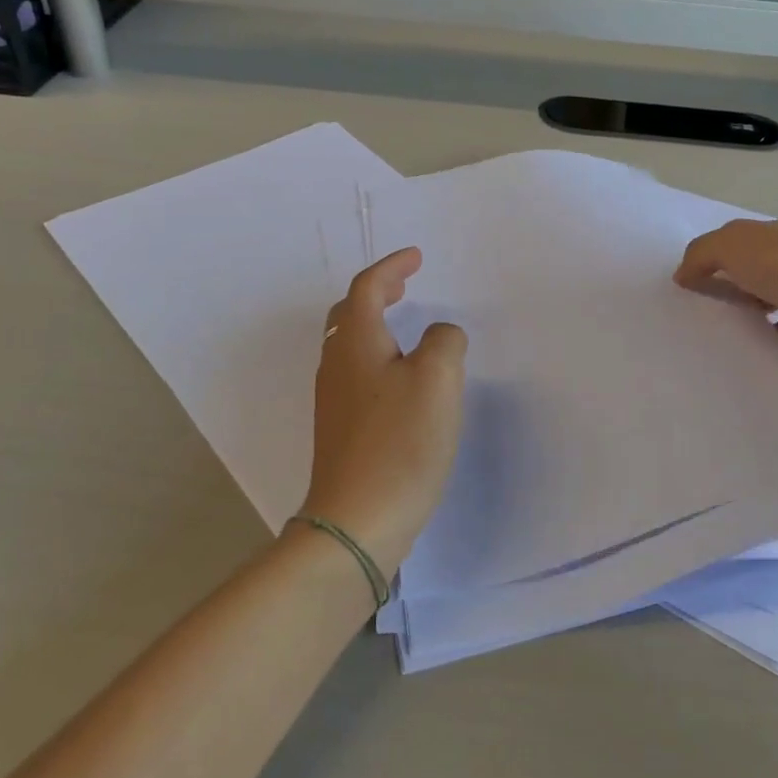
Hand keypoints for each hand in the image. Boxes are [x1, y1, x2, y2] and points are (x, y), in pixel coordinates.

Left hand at [302, 248, 467, 573]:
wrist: (357, 520)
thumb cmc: (400, 442)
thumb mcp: (437, 379)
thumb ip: (444, 342)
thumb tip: (438, 337)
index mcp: (356, 342)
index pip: (367, 287)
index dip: (392, 267)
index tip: (417, 257)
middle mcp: (336, 364)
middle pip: (349, 313)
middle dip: (378, 291)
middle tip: (406, 284)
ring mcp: (334, 399)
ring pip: (350, 343)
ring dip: (376, 322)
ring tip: (405, 323)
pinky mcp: (341, 428)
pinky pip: (356, 372)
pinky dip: (378, 354)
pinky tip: (400, 376)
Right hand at [673, 219, 777, 380]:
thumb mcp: (735, 244)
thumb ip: (702, 253)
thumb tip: (682, 274)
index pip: (739, 243)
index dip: (711, 257)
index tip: (685, 281)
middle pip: (749, 276)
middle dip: (722, 289)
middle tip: (687, 311)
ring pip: (760, 310)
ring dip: (739, 319)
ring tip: (703, 336)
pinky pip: (773, 343)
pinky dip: (755, 348)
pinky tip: (730, 356)